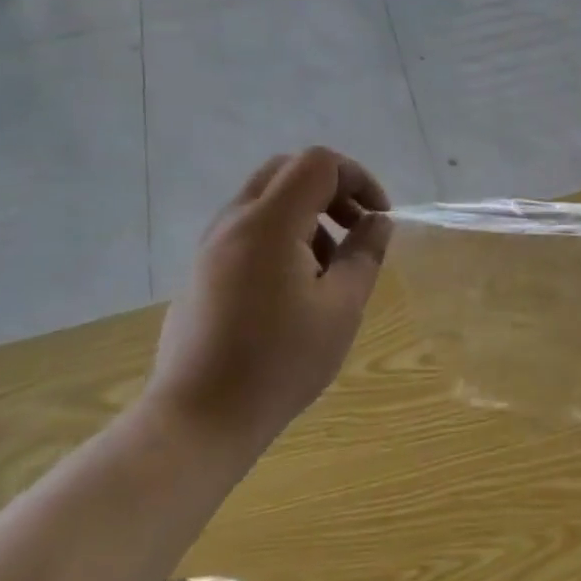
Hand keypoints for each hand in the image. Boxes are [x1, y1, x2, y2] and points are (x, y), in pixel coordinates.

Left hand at [147, 148, 391, 445]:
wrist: (200, 417)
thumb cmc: (281, 362)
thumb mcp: (341, 308)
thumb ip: (364, 254)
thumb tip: (377, 221)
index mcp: (269, 223)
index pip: (318, 163)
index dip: (358, 178)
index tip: (379, 218)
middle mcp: (234, 222)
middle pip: (288, 171)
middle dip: (332, 190)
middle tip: (356, 229)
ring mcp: (211, 245)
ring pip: (266, 200)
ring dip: (308, 214)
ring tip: (330, 269)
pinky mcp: (202, 270)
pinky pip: (248, 229)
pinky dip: (282, 235)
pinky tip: (295, 288)